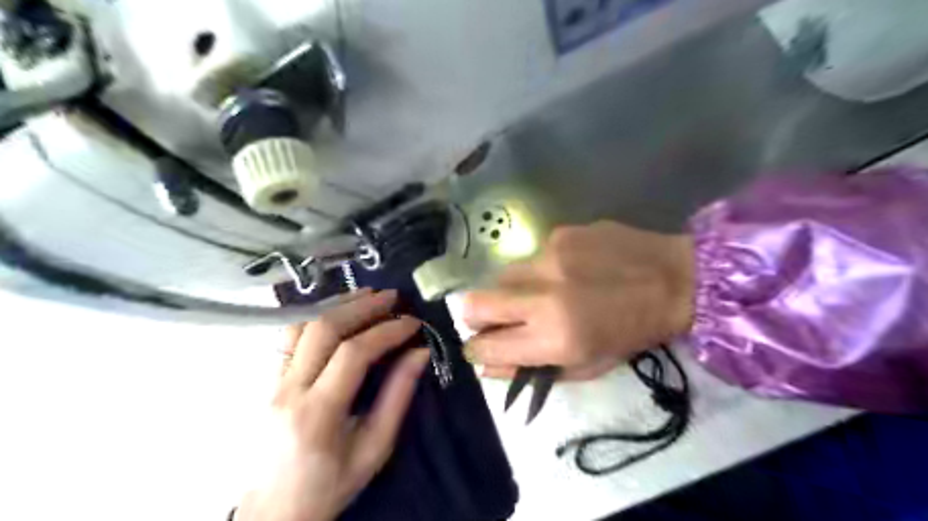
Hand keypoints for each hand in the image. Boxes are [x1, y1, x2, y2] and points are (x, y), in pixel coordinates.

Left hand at [237, 289, 429, 520]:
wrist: (272, 514)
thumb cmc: (329, 487)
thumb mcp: (373, 450)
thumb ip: (397, 398)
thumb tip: (419, 353)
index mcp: (317, 414)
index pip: (353, 354)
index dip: (386, 332)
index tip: (413, 323)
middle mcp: (288, 390)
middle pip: (323, 330)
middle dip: (362, 306)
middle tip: (392, 297)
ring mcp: (272, 383)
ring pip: (301, 326)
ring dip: (337, 304)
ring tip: (367, 294)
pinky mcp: (268, 381)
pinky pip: (289, 337)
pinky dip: (316, 315)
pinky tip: (336, 309)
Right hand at [459, 222, 690, 380]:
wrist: (674, 279)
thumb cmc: (632, 333)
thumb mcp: (587, 366)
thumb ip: (532, 368)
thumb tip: (486, 366)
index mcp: (554, 338)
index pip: (486, 346)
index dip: (477, 349)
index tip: (481, 347)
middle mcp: (543, 295)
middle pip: (475, 302)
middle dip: (475, 316)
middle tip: (492, 320)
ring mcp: (548, 258)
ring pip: (500, 277)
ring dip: (510, 291)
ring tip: (539, 293)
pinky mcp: (558, 234)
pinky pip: (530, 257)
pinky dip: (538, 270)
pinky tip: (566, 271)